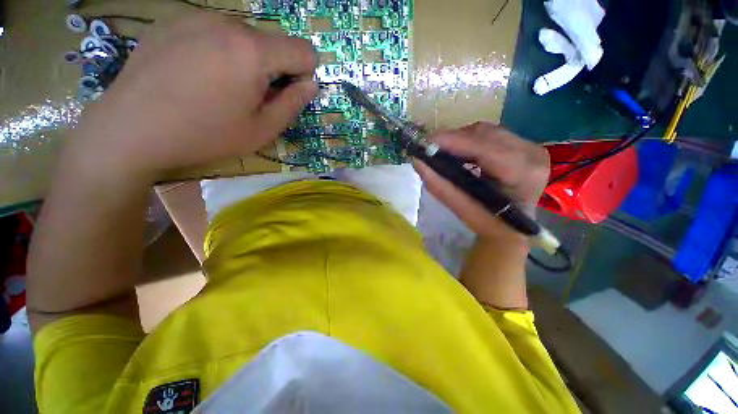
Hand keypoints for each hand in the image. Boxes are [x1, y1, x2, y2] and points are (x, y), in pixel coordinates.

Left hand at [66, 12, 317, 180]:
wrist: (130, 130)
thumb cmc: (204, 135)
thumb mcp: (261, 130)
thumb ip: (292, 105)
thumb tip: (310, 85)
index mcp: (253, 52)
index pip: (303, 51)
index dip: (303, 75)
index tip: (285, 94)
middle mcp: (227, 23)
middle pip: (273, 43)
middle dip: (272, 69)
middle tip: (249, 98)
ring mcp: (196, 16)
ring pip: (244, 37)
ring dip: (245, 60)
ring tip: (220, 87)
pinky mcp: (173, 20)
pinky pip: (214, 32)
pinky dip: (218, 51)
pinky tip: (196, 74)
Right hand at [414, 122, 549, 240]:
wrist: (512, 228)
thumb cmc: (488, 224)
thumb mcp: (462, 208)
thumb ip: (439, 185)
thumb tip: (417, 162)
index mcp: (523, 174)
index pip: (484, 149)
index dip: (453, 142)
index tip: (427, 142)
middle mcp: (532, 154)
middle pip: (485, 134)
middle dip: (454, 139)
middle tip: (431, 148)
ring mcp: (531, 147)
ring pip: (487, 131)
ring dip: (461, 139)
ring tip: (443, 151)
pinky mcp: (524, 145)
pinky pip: (491, 134)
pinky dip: (471, 141)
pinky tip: (460, 152)